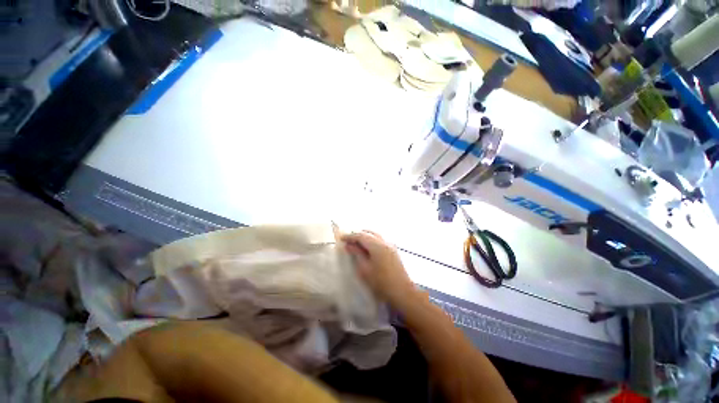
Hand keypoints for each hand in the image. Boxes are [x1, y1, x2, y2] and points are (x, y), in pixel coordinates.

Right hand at [341, 231, 417, 308]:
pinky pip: (380, 240)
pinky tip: (368, 248)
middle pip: (369, 233)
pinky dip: (372, 241)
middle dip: (358, 234)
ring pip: (376, 235)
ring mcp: (391, 245)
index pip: (361, 235)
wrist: (402, 292)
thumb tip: (349, 245)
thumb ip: (357, 254)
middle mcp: (385, 241)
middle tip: (348, 240)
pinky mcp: (394, 251)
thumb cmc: (381, 282)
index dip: (350, 236)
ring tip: (356, 243)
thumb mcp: (365, 269)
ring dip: (365, 237)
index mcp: (377, 245)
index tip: (341, 238)